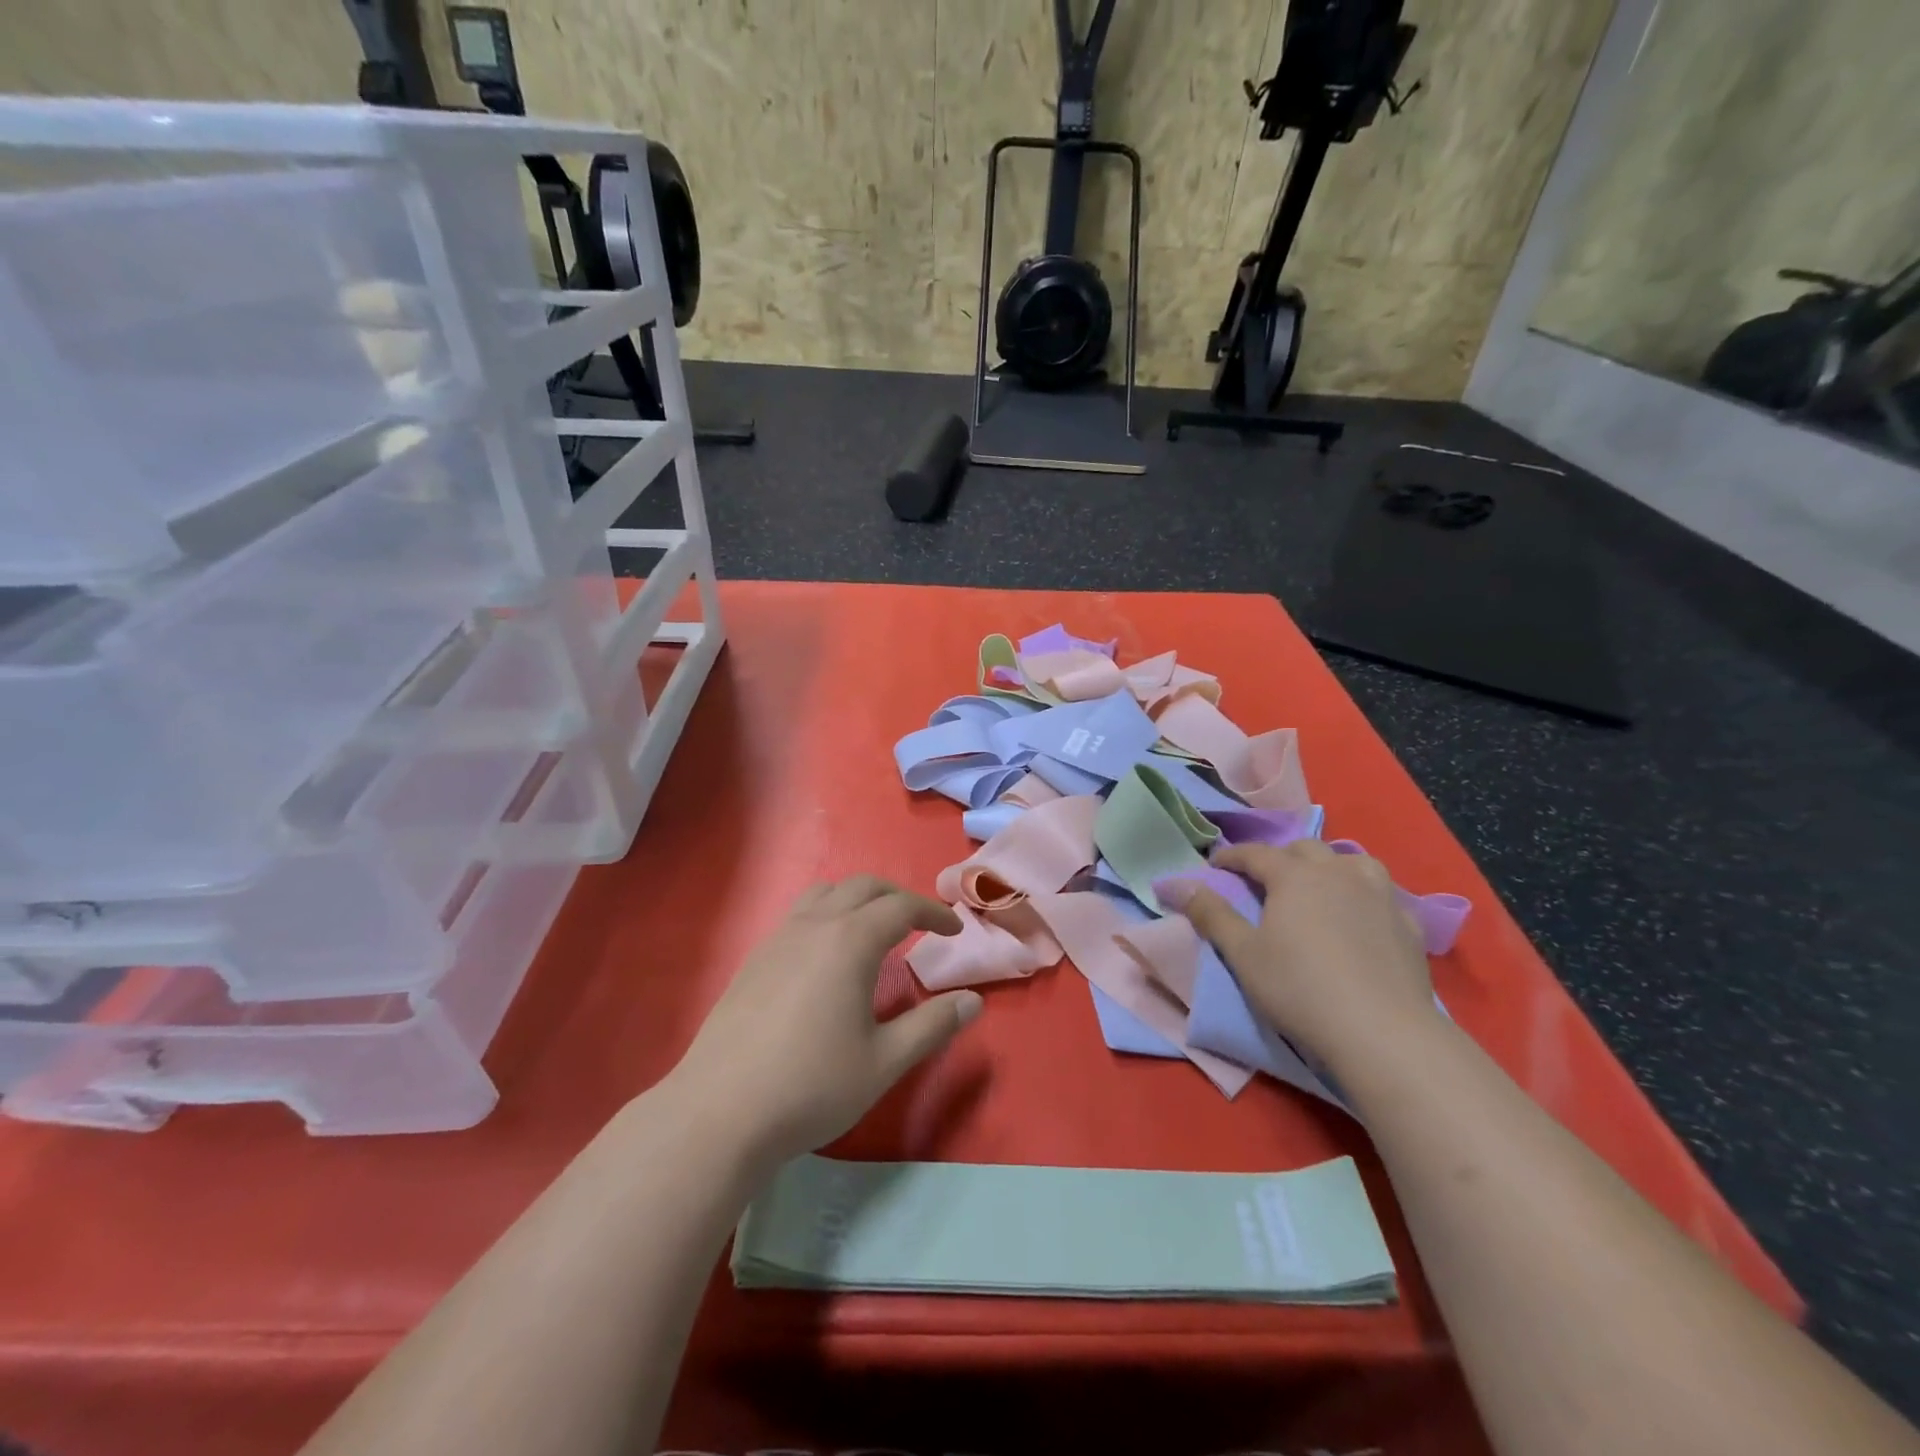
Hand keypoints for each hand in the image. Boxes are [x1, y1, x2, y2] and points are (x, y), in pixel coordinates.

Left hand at [670, 876, 980, 1169]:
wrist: (720, 1112)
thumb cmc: (812, 1085)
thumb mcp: (884, 1061)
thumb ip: (932, 1026)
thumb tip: (973, 1001)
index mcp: (850, 941)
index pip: (901, 907)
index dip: (934, 913)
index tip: (955, 930)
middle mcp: (815, 925)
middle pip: (864, 887)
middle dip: (899, 897)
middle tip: (921, 924)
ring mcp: (779, 937)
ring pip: (827, 892)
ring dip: (859, 898)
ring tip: (875, 928)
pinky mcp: (755, 957)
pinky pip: (800, 913)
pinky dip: (828, 913)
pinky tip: (828, 954)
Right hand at [1161, 841, 1436, 1073]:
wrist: (1382, 1032)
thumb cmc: (1299, 988)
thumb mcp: (1243, 954)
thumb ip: (1211, 915)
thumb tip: (1179, 885)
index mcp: (1295, 876)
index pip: (1256, 853)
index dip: (1232, 856)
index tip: (1215, 865)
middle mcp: (1338, 873)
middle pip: (1305, 849)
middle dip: (1280, 857)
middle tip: (1264, 879)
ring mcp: (1379, 895)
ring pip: (1351, 861)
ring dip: (1328, 867)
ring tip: (1317, 887)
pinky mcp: (1407, 923)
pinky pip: (1381, 893)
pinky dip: (1363, 894)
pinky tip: (1360, 916)